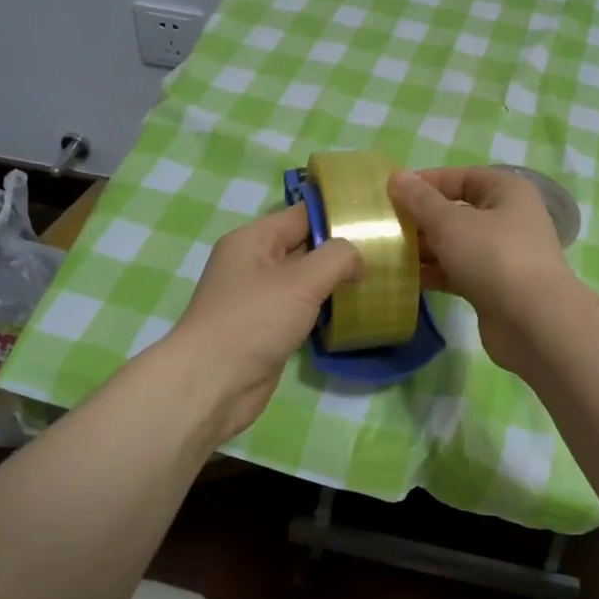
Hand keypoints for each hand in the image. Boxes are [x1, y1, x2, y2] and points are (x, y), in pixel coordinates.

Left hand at [168, 203, 362, 440]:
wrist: (213, 384)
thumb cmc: (254, 321)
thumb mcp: (301, 280)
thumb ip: (337, 258)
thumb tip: (357, 259)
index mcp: (253, 239)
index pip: (302, 215)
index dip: (338, 215)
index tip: (377, 221)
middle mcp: (253, 263)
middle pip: (305, 246)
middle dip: (341, 251)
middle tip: (386, 253)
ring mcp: (258, 298)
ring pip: (304, 281)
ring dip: (334, 283)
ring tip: (377, 281)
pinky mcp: (266, 329)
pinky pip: (300, 309)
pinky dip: (323, 310)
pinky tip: (352, 313)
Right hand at [387, 166, 578, 371]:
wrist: (534, 323)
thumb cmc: (494, 257)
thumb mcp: (451, 223)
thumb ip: (420, 200)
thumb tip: (396, 177)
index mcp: (506, 192)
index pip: (461, 177)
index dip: (426, 182)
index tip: (390, 194)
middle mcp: (508, 219)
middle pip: (457, 211)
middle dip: (421, 218)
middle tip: (384, 226)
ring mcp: (502, 256)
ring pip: (456, 244)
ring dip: (425, 248)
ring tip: (386, 252)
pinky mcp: (494, 288)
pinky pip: (458, 272)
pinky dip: (435, 273)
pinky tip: (405, 279)